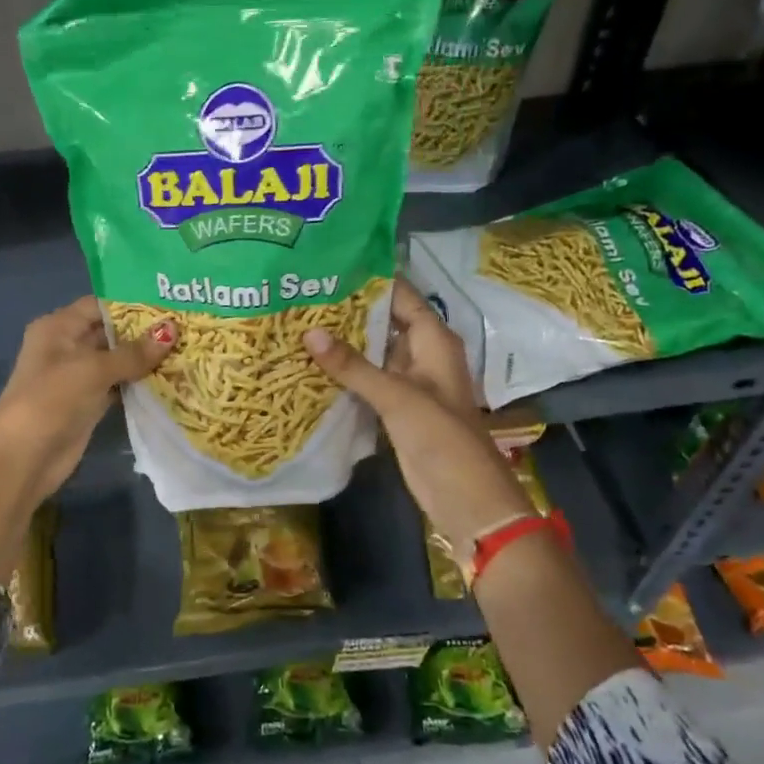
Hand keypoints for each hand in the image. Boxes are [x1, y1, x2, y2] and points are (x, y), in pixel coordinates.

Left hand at [0, 296, 174, 501]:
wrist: (25, 457)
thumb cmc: (52, 399)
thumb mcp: (93, 369)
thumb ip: (133, 352)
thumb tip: (173, 330)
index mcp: (58, 327)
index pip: (99, 304)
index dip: (132, 303)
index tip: (169, 303)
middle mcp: (67, 346)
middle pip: (110, 331)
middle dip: (144, 331)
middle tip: (187, 325)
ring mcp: (78, 377)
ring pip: (117, 360)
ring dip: (145, 358)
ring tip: (186, 348)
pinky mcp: (89, 402)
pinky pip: (119, 385)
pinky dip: (140, 382)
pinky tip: (170, 378)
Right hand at [303, 283, 532, 552]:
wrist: (465, 496)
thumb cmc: (441, 436)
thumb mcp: (397, 396)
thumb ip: (353, 366)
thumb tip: (309, 332)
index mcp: (434, 340)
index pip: (401, 295)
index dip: (370, 280)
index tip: (330, 267)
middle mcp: (422, 354)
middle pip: (384, 322)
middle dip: (349, 311)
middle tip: (303, 296)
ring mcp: (410, 382)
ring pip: (373, 353)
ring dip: (344, 343)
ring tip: (299, 323)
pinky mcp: (397, 408)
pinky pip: (369, 381)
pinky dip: (346, 373)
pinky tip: (312, 365)